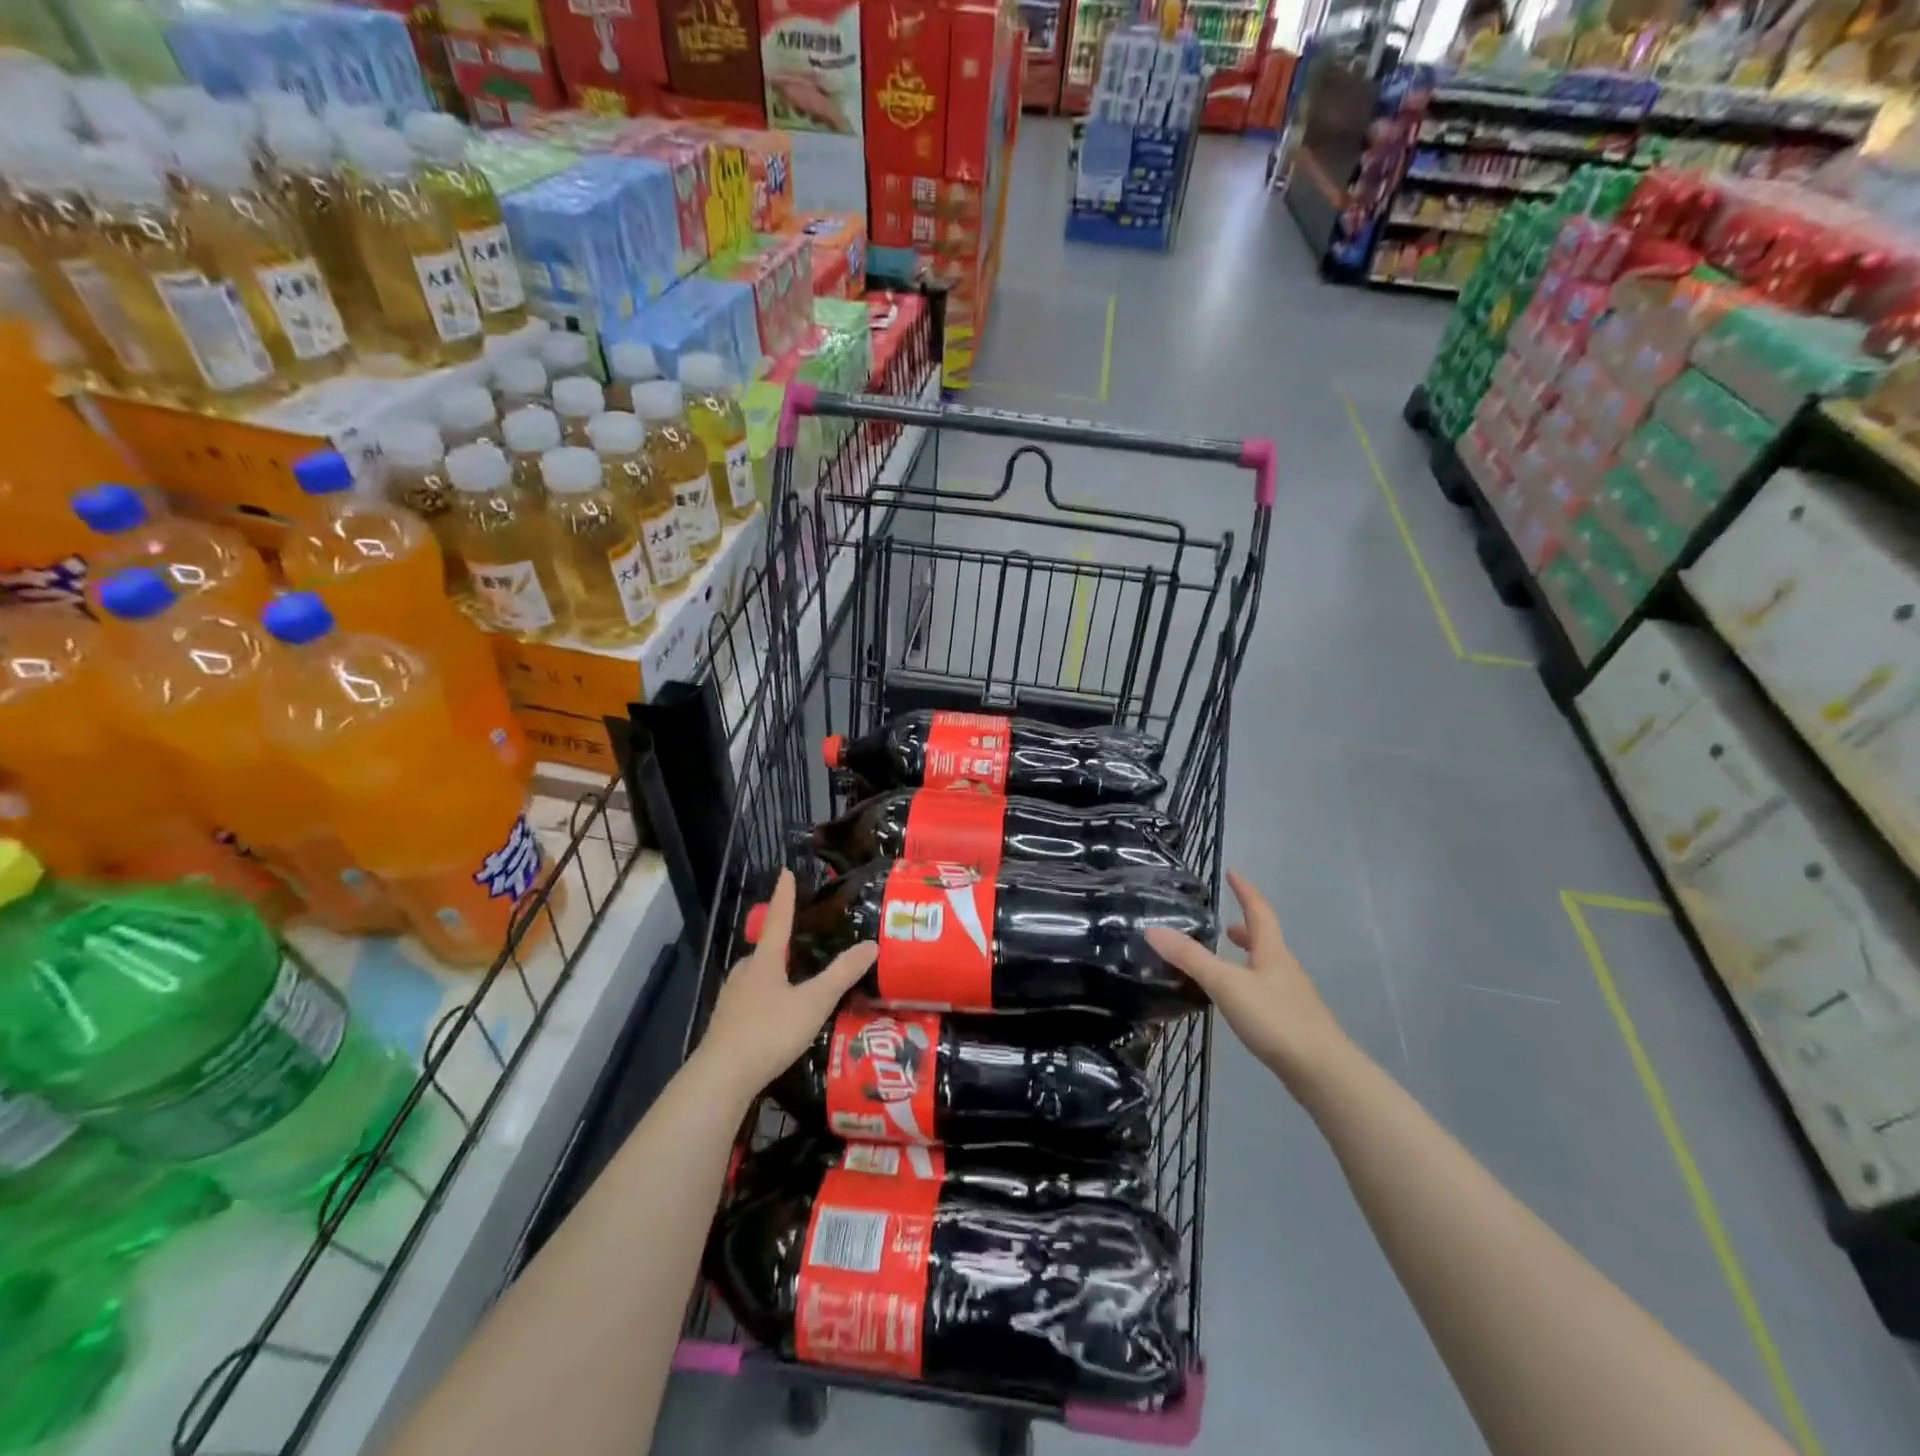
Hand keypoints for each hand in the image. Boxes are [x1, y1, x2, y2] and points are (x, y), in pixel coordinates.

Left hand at [696, 870, 877, 1103]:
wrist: (721, 1077)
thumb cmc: (770, 1031)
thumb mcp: (814, 1002)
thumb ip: (842, 974)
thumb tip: (871, 944)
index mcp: (765, 961)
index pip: (779, 919)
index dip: (785, 896)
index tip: (785, 871)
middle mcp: (745, 973)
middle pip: (764, 950)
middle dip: (780, 942)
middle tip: (800, 941)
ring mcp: (731, 999)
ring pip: (755, 976)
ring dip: (772, 973)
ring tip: (793, 981)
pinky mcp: (726, 1025)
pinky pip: (749, 1000)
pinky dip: (765, 999)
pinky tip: (775, 1016)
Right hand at [1146, 871, 1347, 1093]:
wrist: (1322, 1071)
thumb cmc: (1275, 1018)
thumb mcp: (1226, 984)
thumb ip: (1190, 958)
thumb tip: (1153, 929)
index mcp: (1272, 952)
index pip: (1258, 911)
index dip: (1245, 891)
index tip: (1233, 873)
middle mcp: (1285, 968)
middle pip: (1265, 940)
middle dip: (1245, 929)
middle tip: (1224, 925)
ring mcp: (1293, 997)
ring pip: (1267, 967)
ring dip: (1247, 958)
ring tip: (1225, 962)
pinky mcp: (1293, 1023)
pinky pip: (1267, 991)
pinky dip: (1250, 985)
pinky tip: (1238, 1002)